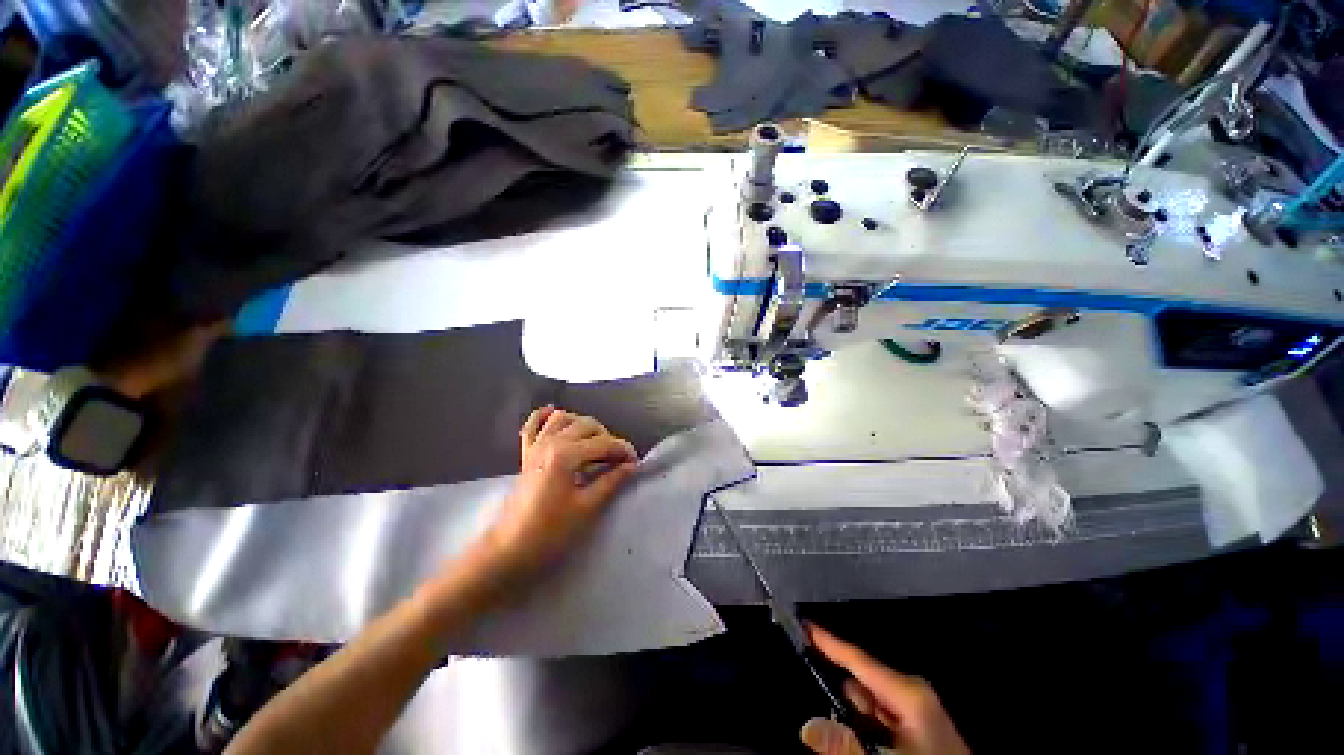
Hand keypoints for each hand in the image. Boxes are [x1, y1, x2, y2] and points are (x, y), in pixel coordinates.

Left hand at [483, 406, 637, 578]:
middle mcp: (551, 442)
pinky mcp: (526, 454)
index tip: (635, 463)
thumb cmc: (550, 532)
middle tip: (616, 459)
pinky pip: (532, 425)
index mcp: (566, 455)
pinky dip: (544, 416)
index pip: (604, 443)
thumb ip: (611, 482)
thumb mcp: (586, 508)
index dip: (623, 450)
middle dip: (607, 437)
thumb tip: (632, 466)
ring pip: (563, 418)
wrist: (509, 549)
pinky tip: (555, 415)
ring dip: (582, 425)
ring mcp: (536, 446)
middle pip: (587, 425)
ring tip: (594, 443)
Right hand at [799, 624, 968, 754]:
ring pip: (870, 704)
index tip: (803, 624)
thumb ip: (847, 744)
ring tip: (845, 733)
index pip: (858, 659)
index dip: (828, 641)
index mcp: (909, 693)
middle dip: (839, 691)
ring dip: (853, 714)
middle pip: (862, 681)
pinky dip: (866, 726)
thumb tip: (808, 726)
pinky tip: (862, 741)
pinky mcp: (919, 729)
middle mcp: (913, 695)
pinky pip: (881, 718)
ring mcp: (918, 712)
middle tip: (819, 699)